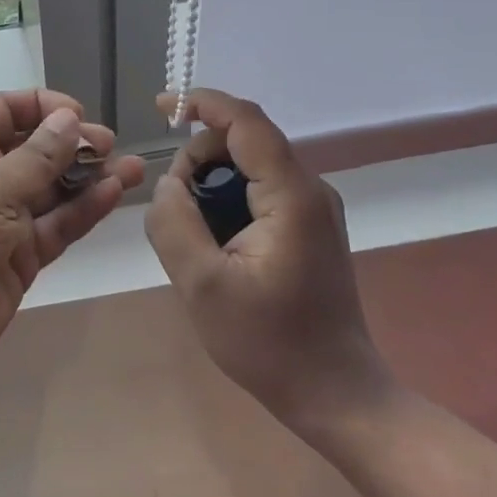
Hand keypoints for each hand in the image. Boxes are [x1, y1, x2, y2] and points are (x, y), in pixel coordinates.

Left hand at [0, 89, 146, 392]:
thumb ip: (36, 157)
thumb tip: (69, 119)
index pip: (5, 111)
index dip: (42, 107)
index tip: (78, 115)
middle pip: (36, 149)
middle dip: (72, 144)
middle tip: (109, 146)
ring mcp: (5, 219)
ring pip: (54, 189)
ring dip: (90, 177)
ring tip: (133, 168)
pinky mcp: (22, 256)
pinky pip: (58, 225)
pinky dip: (85, 210)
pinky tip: (114, 194)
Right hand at [145, 89, 391, 428]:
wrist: (334, 393)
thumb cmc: (268, 342)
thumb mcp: (201, 285)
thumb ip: (174, 222)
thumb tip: (169, 182)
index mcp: (292, 196)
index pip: (246, 122)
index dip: (203, 103)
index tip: (162, 106)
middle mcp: (310, 190)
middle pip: (245, 142)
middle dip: (199, 159)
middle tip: (173, 207)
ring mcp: (314, 209)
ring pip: (250, 167)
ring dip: (212, 185)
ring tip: (195, 236)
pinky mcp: (310, 227)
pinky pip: (260, 191)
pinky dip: (228, 201)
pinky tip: (215, 244)